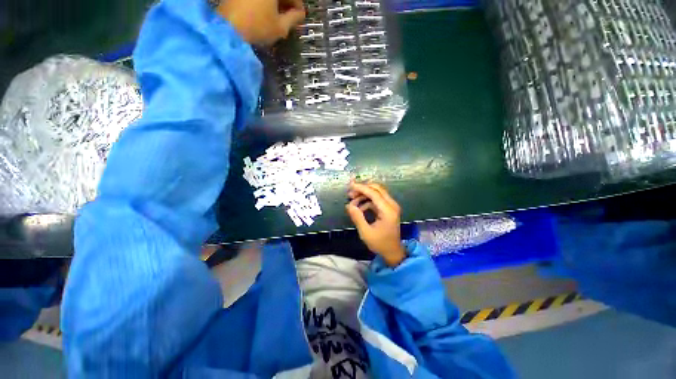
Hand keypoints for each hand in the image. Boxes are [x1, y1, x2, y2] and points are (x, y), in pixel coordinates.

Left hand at [216, 0, 304, 44]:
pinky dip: (264, 3)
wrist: (228, 28)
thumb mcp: (281, 27)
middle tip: (290, 17)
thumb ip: (293, 18)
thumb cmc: (258, 27)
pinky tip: (266, 13)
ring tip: (278, 17)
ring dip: (275, 3)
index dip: (297, 4)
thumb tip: (300, 14)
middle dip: (286, 3)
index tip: (300, 16)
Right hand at [346, 181, 405, 266]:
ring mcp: (391, 206)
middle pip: (377, 189)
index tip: (350, 186)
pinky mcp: (388, 209)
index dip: (361, 188)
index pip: (374, 193)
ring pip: (377, 193)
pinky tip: (359, 208)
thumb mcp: (366, 232)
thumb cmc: (380, 244)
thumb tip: (349, 205)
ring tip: (352, 201)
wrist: (393, 252)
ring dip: (364, 194)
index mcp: (388, 210)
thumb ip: (357, 217)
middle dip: (362, 189)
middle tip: (350, 194)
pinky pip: (377, 199)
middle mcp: (392, 205)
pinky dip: (367, 201)